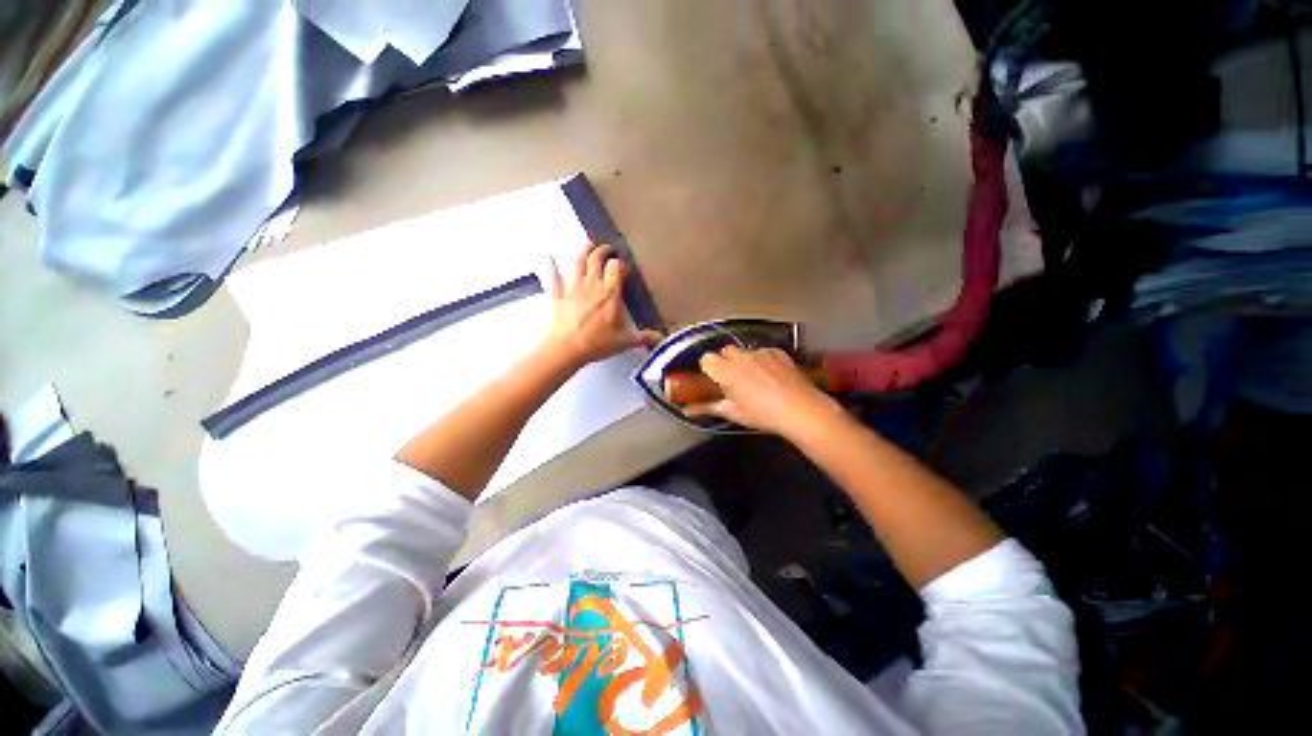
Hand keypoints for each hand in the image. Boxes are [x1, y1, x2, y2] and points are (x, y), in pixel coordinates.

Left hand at [546, 242, 661, 366]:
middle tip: (607, 248)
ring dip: (584, 251)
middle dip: (602, 251)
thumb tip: (661, 338)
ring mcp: (573, 287)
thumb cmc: (598, 343)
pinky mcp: (558, 294)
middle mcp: (592, 284)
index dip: (619, 264)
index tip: (622, 266)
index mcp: (610, 293)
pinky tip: (550, 256)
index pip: (616, 268)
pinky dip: (552, 265)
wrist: (567, 348)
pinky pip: (554, 276)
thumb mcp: (625, 341)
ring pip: (578, 261)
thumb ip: (644, 337)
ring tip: (589, 245)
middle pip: (596, 259)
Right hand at [687, 346, 841, 436]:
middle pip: (725, 351)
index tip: (713, 381)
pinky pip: (763, 352)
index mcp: (725, 370)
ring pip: (744, 351)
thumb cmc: (761, 415)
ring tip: (754, 379)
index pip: (706, 358)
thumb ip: (707, 408)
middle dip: (725, 362)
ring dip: (743, 361)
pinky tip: (771, 375)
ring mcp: (761, 352)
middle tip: (732, 381)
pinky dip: (762, 360)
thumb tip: (686, 410)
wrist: (800, 410)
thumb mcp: (732, 413)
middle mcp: (741, 356)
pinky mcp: (778, 353)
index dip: (707, 369)